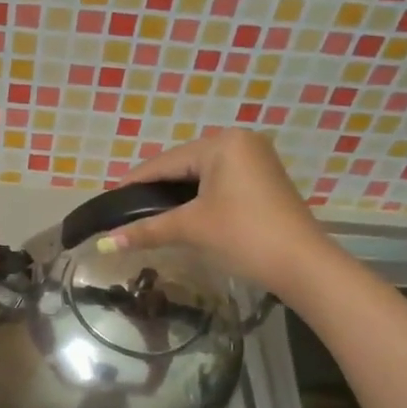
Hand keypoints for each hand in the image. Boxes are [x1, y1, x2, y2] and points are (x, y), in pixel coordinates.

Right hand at [103, 130, 325, 294]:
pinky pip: (220, 184)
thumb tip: (104, 243)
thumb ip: (147, 230)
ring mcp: (256, 161)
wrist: (302, 265)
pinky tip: (182, 215)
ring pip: (202, 176)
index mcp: (223, 143)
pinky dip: (199, 199)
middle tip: (126, 212)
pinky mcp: (264, 182)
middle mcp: (241, 142)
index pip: (166, 162)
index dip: (135, 182)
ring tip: (148, 216)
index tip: (109, 199)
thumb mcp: (192, 228)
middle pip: (184, 165)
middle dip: (156, 190)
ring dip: (177, 196)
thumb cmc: (244, 235)